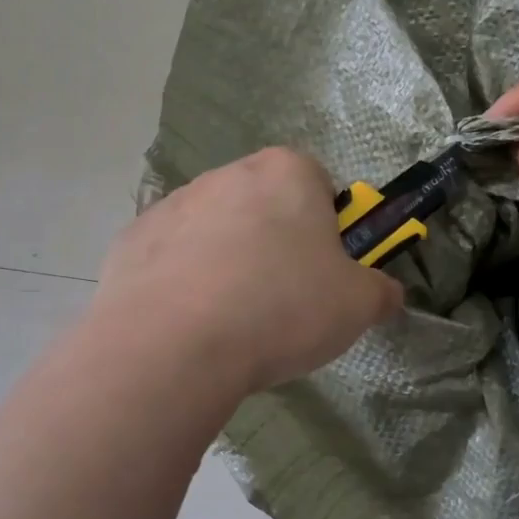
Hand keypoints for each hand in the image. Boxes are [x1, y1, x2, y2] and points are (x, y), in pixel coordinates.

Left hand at [93, 148, 404, 396]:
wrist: (173, 345)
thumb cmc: (282, 308)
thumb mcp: (358, 305)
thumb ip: (381, 291)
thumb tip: (386, 293)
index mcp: (287, 172)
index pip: (319, 184)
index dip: (328, 229)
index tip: (324, 273)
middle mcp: (228, 174)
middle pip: (266, 206)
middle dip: (277, 244)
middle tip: (284, 301)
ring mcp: (174, 204)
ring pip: (218, 231)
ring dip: (229, 262)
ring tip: (233, 322)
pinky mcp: (131, 240)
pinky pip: (173, 257)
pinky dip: (184, 283)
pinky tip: (190, 324)